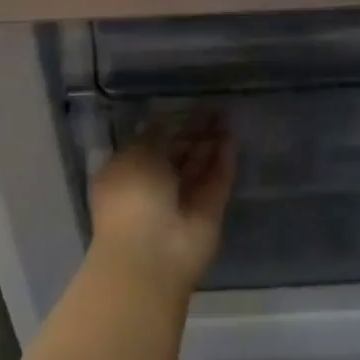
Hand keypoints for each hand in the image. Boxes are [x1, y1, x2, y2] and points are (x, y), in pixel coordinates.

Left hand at [88, 114, 234, 297]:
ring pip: (200, 166)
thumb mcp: (135, 156)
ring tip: (227, 116)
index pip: (150, 146)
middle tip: (213, 108)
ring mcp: (184, 201)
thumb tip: (165, 122)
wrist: (152, 254)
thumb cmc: (132, 198)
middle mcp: (155, 187)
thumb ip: (153, 136)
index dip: (168, 126)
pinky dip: (224, 161)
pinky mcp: (209, 211)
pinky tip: (231, 138)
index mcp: (128, 174)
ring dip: (211, 143)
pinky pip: (217, 180)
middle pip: (178, 155)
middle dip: (194, 132)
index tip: (185, 106)